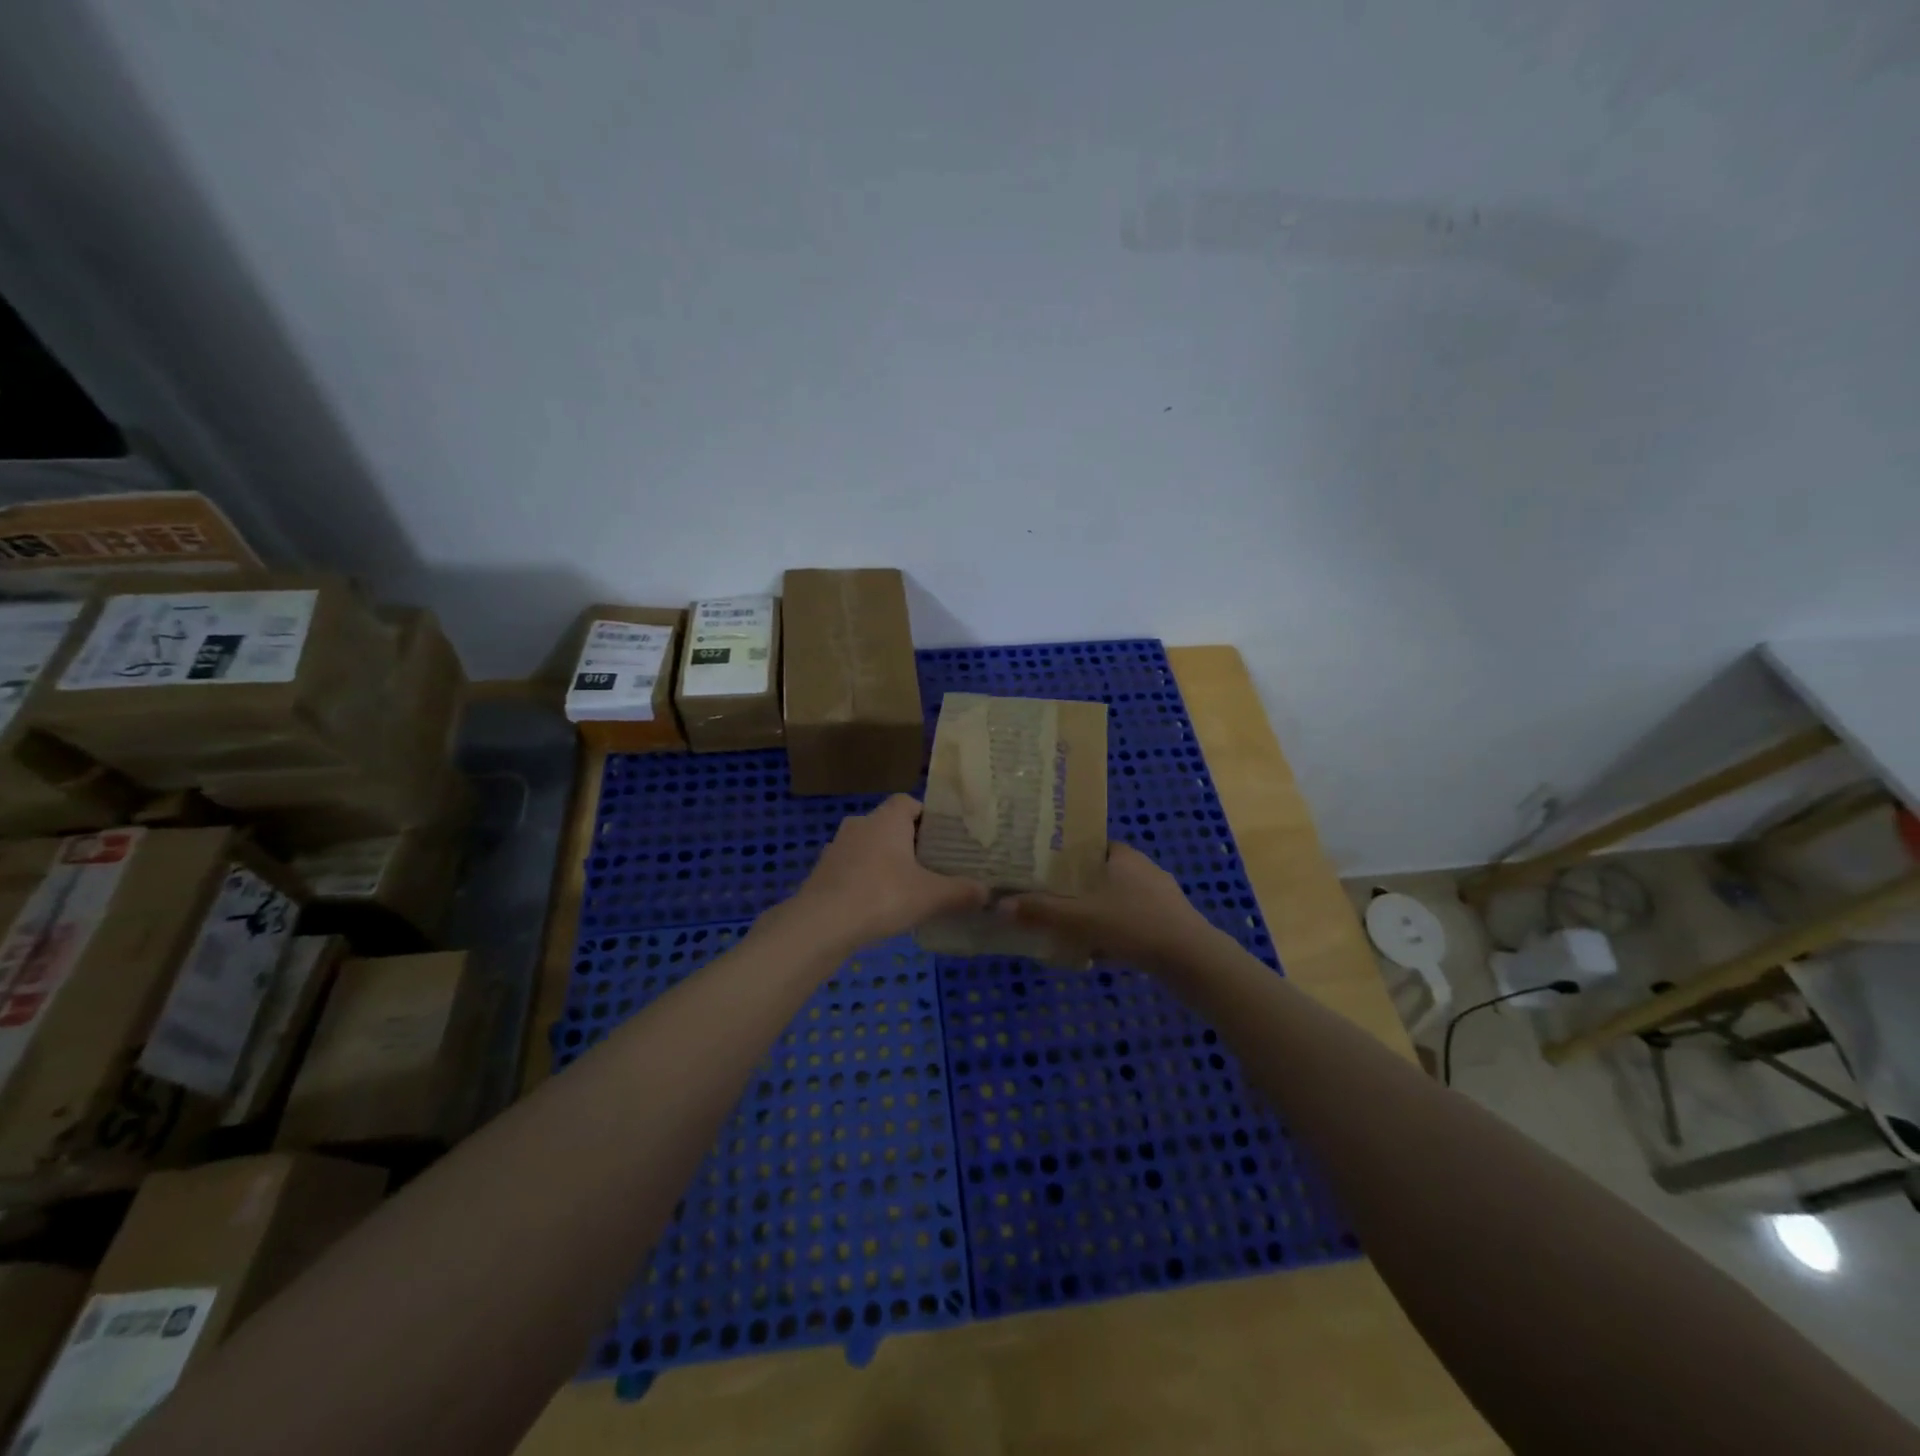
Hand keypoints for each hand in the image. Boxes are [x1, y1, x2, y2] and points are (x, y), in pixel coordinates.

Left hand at [783, 795, 987, 951]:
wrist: (821, 924)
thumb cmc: (882, 896)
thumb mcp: (931, 896)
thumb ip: (962, 892)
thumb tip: (988, 892)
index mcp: (887, 818)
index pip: (909, 802)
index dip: (927, 818)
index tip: (943, 840)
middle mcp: (860, 824)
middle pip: (890, 825)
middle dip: (909, 843)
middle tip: (931, 866)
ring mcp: (837, 847)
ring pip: (869, 847)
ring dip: (885, 862)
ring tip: (906, 888)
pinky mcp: (822, 871)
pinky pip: (852, 868)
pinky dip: (865, 880)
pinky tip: (877, 905)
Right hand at [1002, 842, 1214, 972]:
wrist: (1193, 961)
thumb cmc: (1135, 925)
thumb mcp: (1081, 917)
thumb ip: (1041, 911)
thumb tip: (999, 905)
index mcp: (1123, 856)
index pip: (1089, 845)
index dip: (1065, 856)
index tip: (1042, 870)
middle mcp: (1143, 869)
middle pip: (1100, 874)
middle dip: (1076, 890)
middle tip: (1049, 903)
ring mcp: (1160, 897)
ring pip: (1116, 900)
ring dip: (1095, 915)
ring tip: (1069, 931)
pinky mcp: (1169, 923)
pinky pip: (1131, 922)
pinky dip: (1114, 933)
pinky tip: (1100, 954)